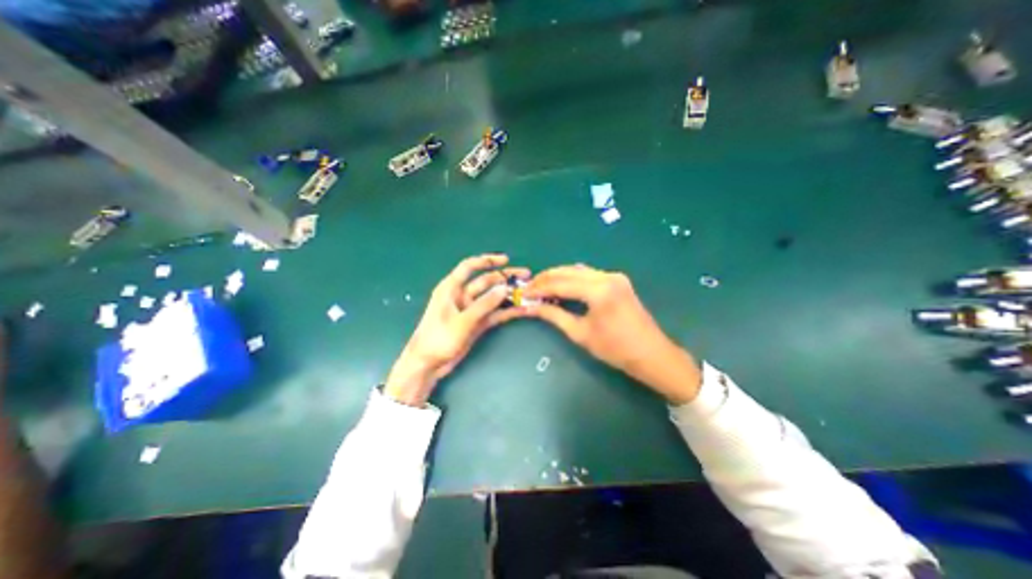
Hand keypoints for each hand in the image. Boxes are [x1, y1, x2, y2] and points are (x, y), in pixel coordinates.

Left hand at [386, 254, 531, 406]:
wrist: (428, 364)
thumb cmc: (438, 339)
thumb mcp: (462, 321)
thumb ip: (484, 305)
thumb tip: (504, 289)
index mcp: (451, 288)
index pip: (469, 266)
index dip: (487, 260)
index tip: (506, 260)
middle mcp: (462, 295)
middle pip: (486, 281)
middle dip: (505, 278)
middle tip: (526, 277)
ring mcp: (471, 310)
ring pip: (492, 297)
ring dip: (508, 295)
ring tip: (528, 292)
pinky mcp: (477, 323)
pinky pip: (494, 313)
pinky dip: (506, 311)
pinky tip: (521, 309)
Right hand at [526, 265, 701, 404]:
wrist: (651, 354)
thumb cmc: (615, 349)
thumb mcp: (580, 333)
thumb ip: (554, 316)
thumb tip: (532, 307)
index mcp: (598, 290)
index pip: (561, 284)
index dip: (540, 288)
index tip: (524, 293)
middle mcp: (607, 277)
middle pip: (568, 272)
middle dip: (547, 278)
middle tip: (530, 287)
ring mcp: (614, 276)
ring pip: (578, 270)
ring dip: (559, 276)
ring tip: (542, 286)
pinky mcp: (618, 280)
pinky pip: (589, 274)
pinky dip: (573, 278)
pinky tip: (562, 285)